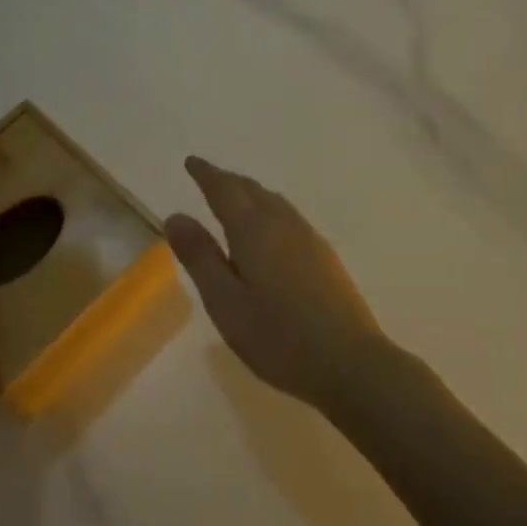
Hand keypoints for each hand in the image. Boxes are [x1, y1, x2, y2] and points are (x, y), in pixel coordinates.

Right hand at [165, 156, 392, 408]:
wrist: (350, 364)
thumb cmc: (278, 337)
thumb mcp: (225, 302)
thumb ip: (200, 257)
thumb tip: (176, 215)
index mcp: (254, 231)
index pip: (225, 190)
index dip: (206, 174)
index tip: (191, 162)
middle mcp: (284, 225)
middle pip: (253, 190)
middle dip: (228, 180)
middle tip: (209, 177)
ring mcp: (310, 240)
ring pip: (275, 202)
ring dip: (252, 194)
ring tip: (237, 199)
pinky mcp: (326, 258)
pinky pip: (289, 218)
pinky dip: (270, 210)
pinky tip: (271, 232)